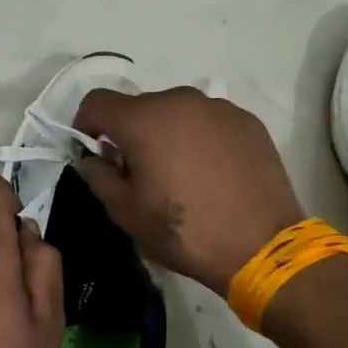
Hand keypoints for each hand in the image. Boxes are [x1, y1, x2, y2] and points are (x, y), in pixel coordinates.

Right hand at [74, 87, 304, 294]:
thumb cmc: (184, 231)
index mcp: (143, 119)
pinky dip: (200, 137)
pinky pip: (209, 121)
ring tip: (180, 172)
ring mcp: (218, 108)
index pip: (97, 101)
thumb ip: (98, 177)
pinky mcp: (247, 121)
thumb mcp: (126, 213)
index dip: (86, 123)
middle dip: (130, 132)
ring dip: (167, 133)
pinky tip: (212, 171)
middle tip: (139, 171)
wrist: (261, 246)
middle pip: (139, 106)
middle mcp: (179, 100)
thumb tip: (90, 160)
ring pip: (176, 112)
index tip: (94, 151)